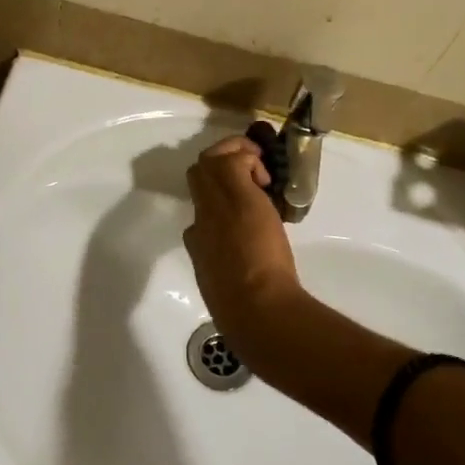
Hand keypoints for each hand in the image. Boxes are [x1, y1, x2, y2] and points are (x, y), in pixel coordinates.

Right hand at [184, 135, 304, 353]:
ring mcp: (215, 204)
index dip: (219, 200)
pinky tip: (266, 179)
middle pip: (197, 175)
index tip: (242, 205)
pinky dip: (250, 159)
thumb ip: (224, 273)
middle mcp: (200, 218)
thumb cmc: (244, 309)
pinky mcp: (237, 194)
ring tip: (258, 169)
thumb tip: (226, 273)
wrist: (255, 307)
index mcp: (198, 242)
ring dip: (233, 155)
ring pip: (209, 160)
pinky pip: (234, 160)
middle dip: (219, 165)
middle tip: (248, 171)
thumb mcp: (224, 289)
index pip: (200, 210)